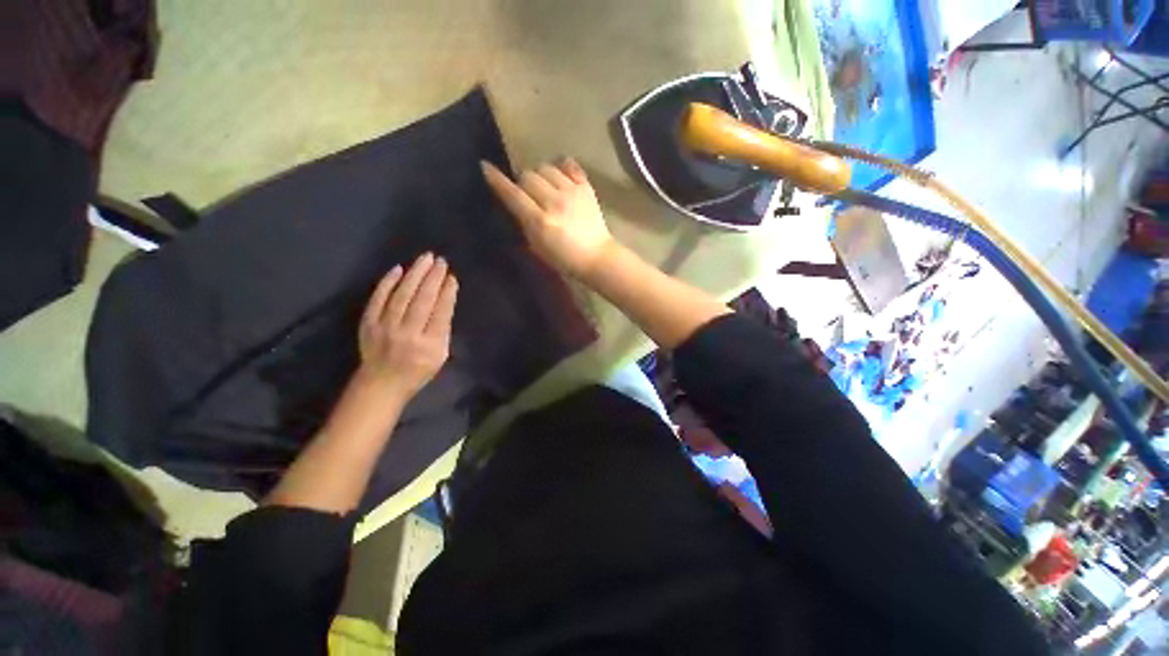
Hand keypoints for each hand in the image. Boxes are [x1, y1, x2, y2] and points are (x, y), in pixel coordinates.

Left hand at [356, 253, 457, 401]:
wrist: (382, 383)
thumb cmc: (418, 370)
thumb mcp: (441, 355)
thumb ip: (443, 329)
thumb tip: (445, 300)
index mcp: (429, 344)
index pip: (441, 312)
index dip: (447, 293)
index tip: (452, 277)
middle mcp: (407, 334)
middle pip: (421, 300)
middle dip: (433, 278)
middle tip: (440, 261)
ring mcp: (385, 328)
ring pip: (401, 295)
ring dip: (414, 274)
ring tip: (425, 259)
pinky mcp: (368, 323)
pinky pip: (378, 299)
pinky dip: (388, 283)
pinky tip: (399, 269)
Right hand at [481, 158, 614, 277]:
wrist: (597, 257)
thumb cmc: (565, 259)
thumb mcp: (537, 247)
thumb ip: (524, 222)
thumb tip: (514, 200)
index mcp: (540, 222)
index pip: (513, 194)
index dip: (497, 180)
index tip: (486, 167)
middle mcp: (555, 202)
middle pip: (528, 176)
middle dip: (522, 183)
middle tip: (527, 194)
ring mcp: (572, 192)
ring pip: (546, 168)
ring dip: (540, 175)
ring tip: (544, 187)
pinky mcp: (586, 188)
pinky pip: (569, 165)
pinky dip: (561, 168)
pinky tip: (559, 177)